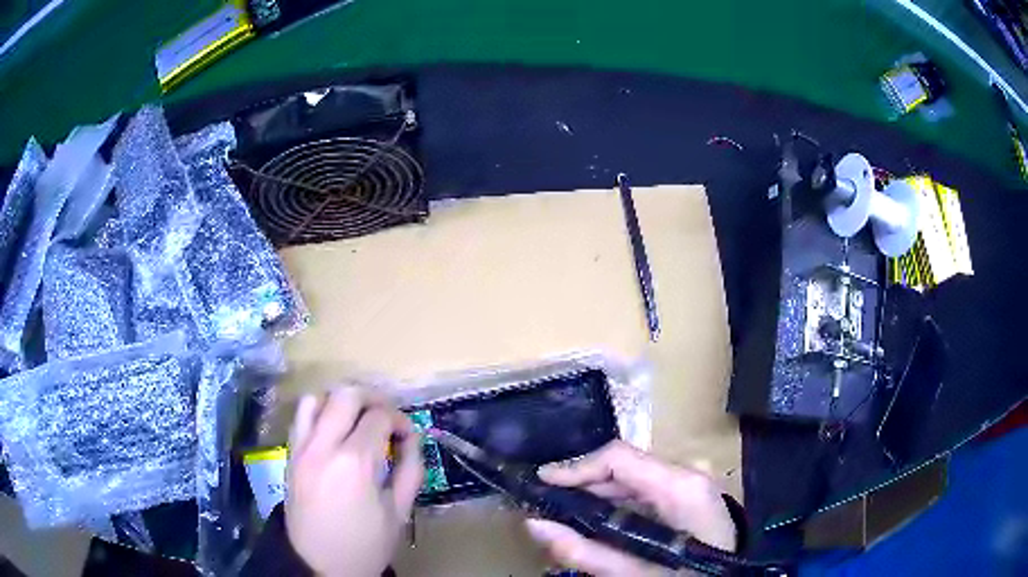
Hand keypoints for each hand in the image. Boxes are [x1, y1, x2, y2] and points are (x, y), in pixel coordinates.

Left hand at [285, 387, 423, 576]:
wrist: (319, 564)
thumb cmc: (365, 544)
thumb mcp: (398, 513)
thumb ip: (410, 470)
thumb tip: (413, 439)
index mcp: (355, 462)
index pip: (379, 416)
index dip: (400, 420)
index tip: (408, 435)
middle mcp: (323, 445)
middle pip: (347, 394)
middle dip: (373, 399)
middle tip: (387, 418)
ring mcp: (301, 447)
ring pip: (317, 397)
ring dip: (341, 401)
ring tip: (357, 419)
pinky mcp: (290, 454)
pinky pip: (300, 416)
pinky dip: (319, 411)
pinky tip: (333, 430)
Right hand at [525, 441, 735, 576]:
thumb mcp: (635, 573)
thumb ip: (585, 551)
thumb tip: (534, 526)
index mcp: (681, 487)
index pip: (620, 458)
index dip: (577, 467)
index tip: (542, 483)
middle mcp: (688, 473)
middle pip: (625, 467)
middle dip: (583, 486)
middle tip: (549, 508)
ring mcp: (692, 481)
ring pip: (633, 479)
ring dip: (598, 497)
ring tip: (568, 518)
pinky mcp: (691, 494)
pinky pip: (645, 491)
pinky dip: (618, 505)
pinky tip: (601, 523)